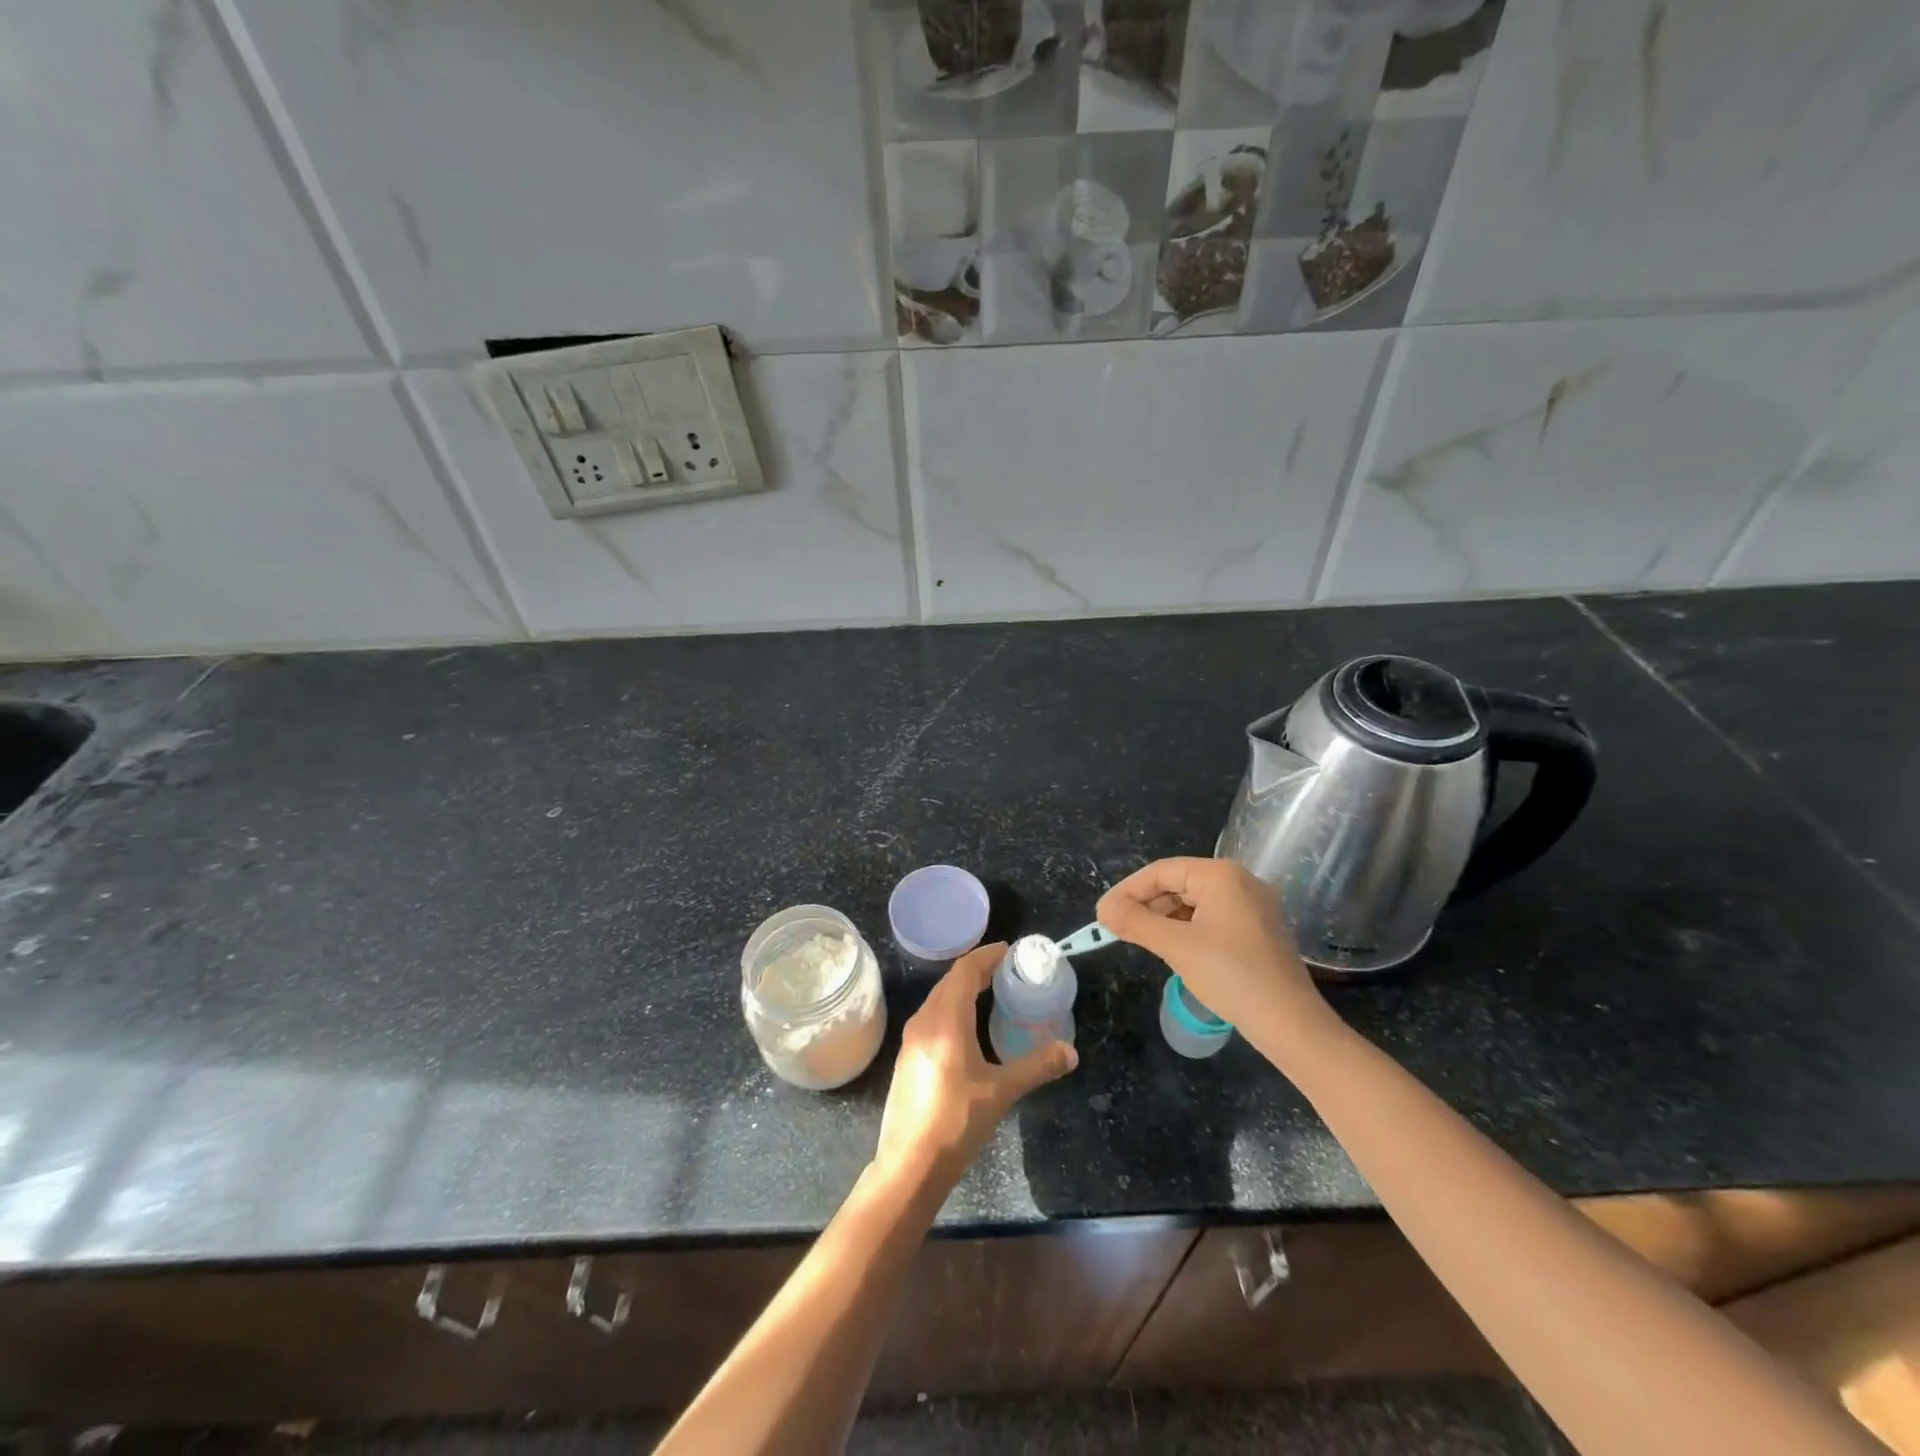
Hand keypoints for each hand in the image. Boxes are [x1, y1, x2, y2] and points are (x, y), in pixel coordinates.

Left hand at [873, 943, 1077, 1191]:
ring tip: (989, 991)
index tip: (1008, 950)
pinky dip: (952, 1008)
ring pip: (938, 999)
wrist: (910, 1165)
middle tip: (1005, 970)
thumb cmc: (956, 1122)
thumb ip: (1036, 1067)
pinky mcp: (907, 1057)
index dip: (986, 956)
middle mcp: (924, 1021)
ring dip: (962, 989)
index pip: (964, 971)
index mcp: (945, 1020)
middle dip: (976, 970)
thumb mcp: (1001, 1092)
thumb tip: (1070, 1053)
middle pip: (950, 982)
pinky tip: (967, 1026)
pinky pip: (932, 1017)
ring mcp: (911, 1040)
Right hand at [1097, 857, 1328, 1041]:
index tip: (1102, 914)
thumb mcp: (1176, 947)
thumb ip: (1136, 922)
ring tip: (1137, 938)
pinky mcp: (1257, 929)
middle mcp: (1239, 881)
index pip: (1161, 872)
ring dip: (1163, 918)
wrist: (1290, 1023)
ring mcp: (1252, 906)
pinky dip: (1185, 928)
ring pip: (1193, 902)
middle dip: (1145, 904)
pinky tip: (1171, 948)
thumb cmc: (1230, 976)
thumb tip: (1104, 909)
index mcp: (1221, 875)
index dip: (1127, 891)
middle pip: (1178, 884)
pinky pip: (1211, 917)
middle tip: (1116, 928)